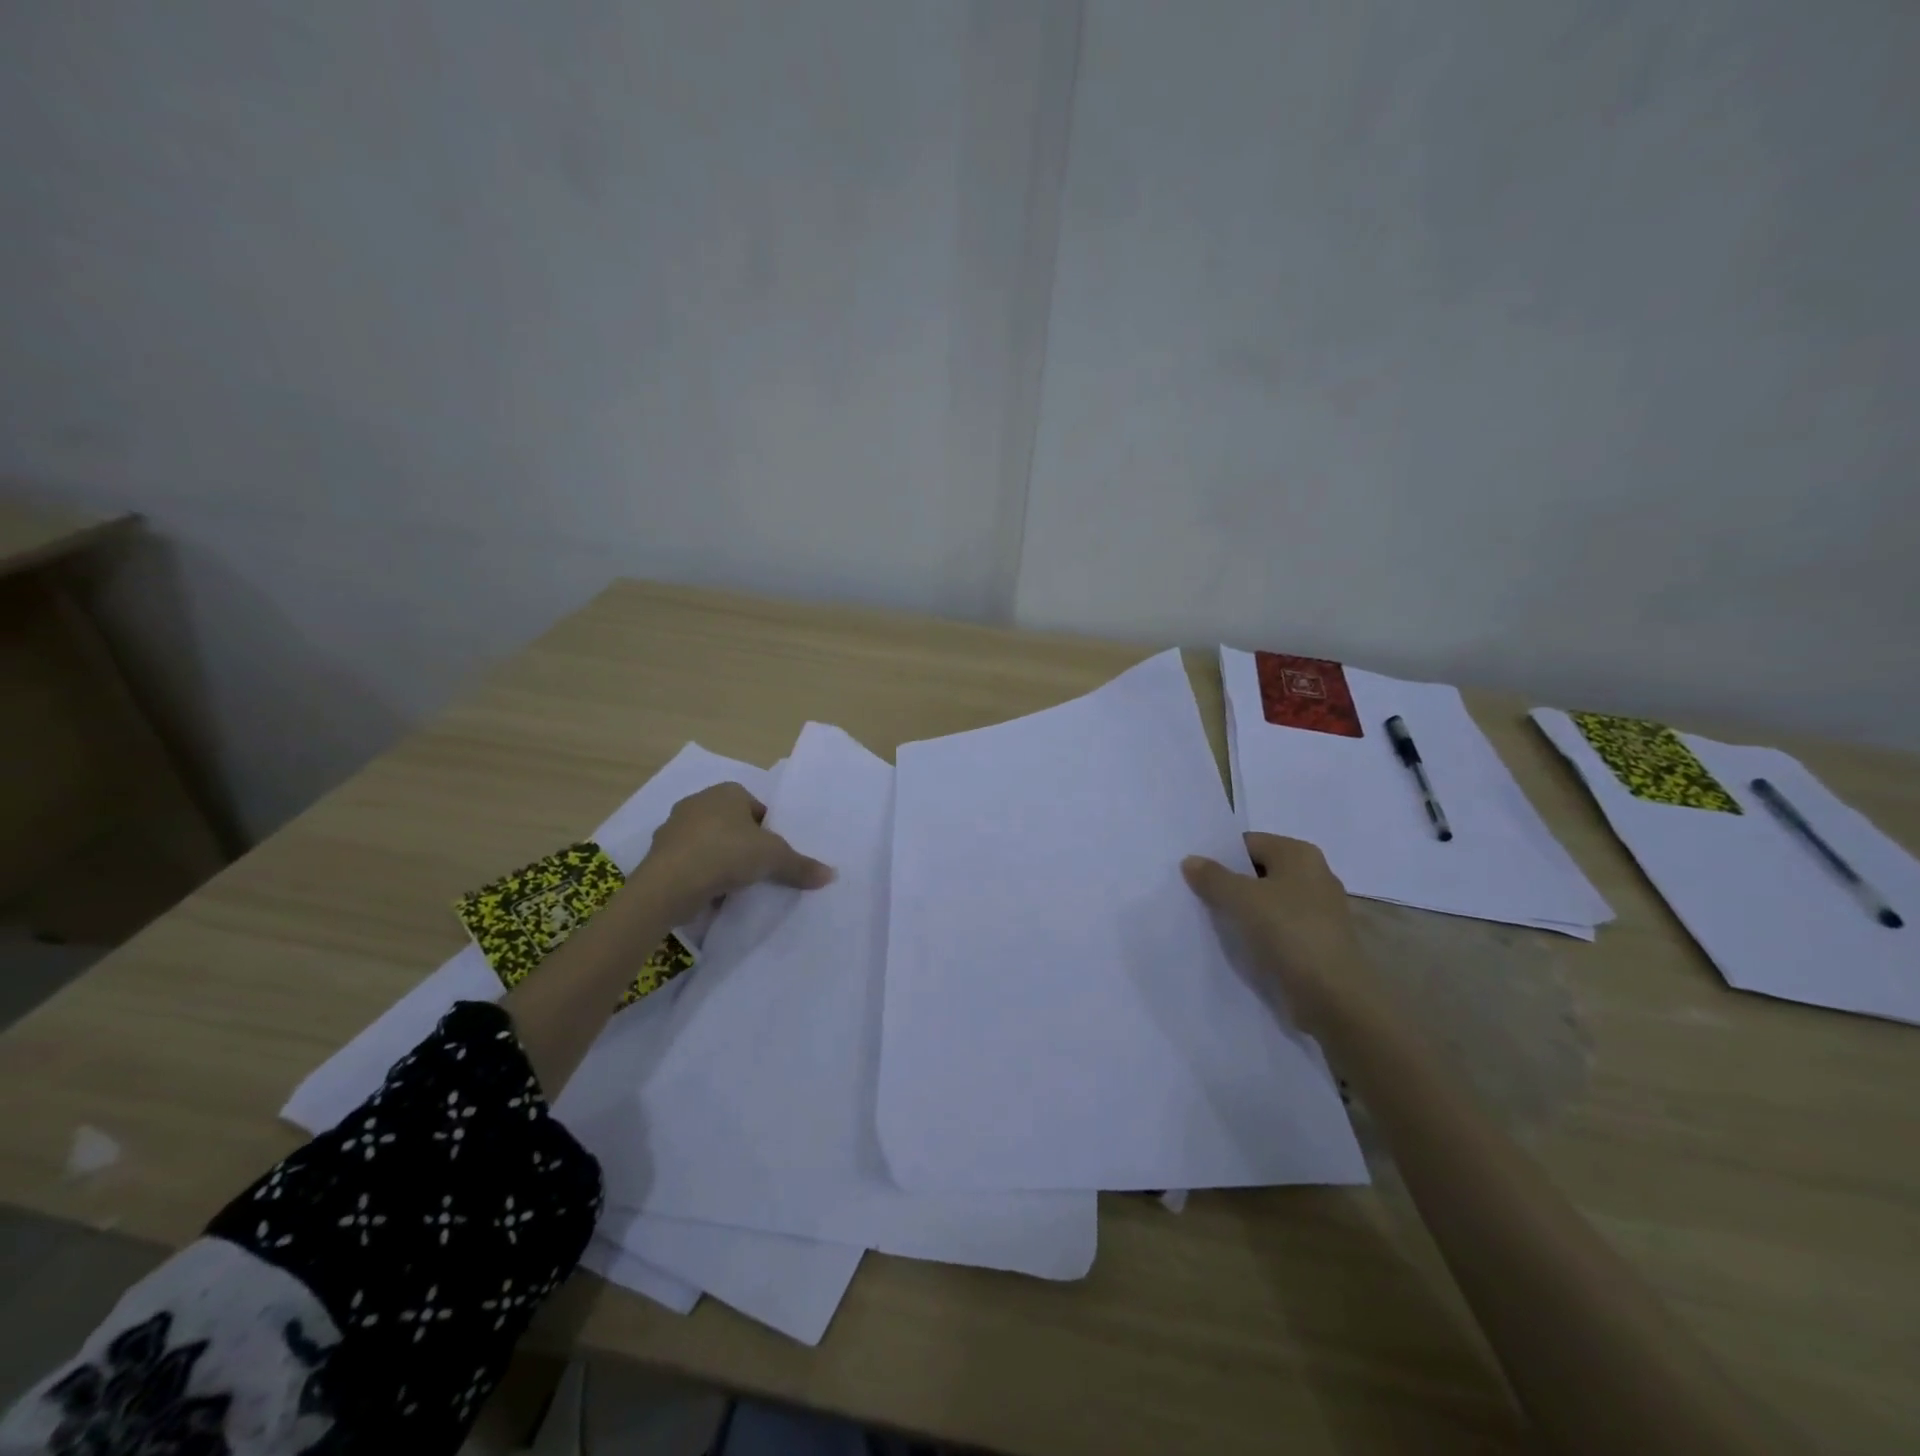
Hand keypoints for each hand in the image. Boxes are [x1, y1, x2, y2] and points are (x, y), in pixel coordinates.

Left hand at [631, 782, 833, 925]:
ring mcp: (674, 827)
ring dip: (721, 860)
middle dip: (744, 844)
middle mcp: (698, 801)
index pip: (757, 808)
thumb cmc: (727, 854)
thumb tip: (831, 875)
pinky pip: (689, 861)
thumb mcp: (775, 858)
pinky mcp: (659, 854)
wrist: (670, 884)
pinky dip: (701, 874)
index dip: (769, 831)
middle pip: (732, 824)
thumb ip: (801, 865)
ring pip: (708, 842)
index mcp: (727, 792)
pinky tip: (712, 893)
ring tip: (736, 885)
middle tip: (759, 869)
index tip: (774, 855)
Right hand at [1182, 833, 1383, 1035]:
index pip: (1249, 843)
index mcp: (1299, 854)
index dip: (1220, 855)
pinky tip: (1238, 943)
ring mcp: (1319, 910)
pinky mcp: (1317, 941)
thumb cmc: (1288, 932)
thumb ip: (1212, 876)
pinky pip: (1278, 926)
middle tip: (1196, 895)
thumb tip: (1191, 860)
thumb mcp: (1240, 898)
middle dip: (1229, 882)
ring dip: (1242, 909)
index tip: (1193, 872)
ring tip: (1211, 920)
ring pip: (1268, 900)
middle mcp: (1314, 875)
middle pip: (1259, 871)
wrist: (1333, 996)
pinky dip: (1258, 931)